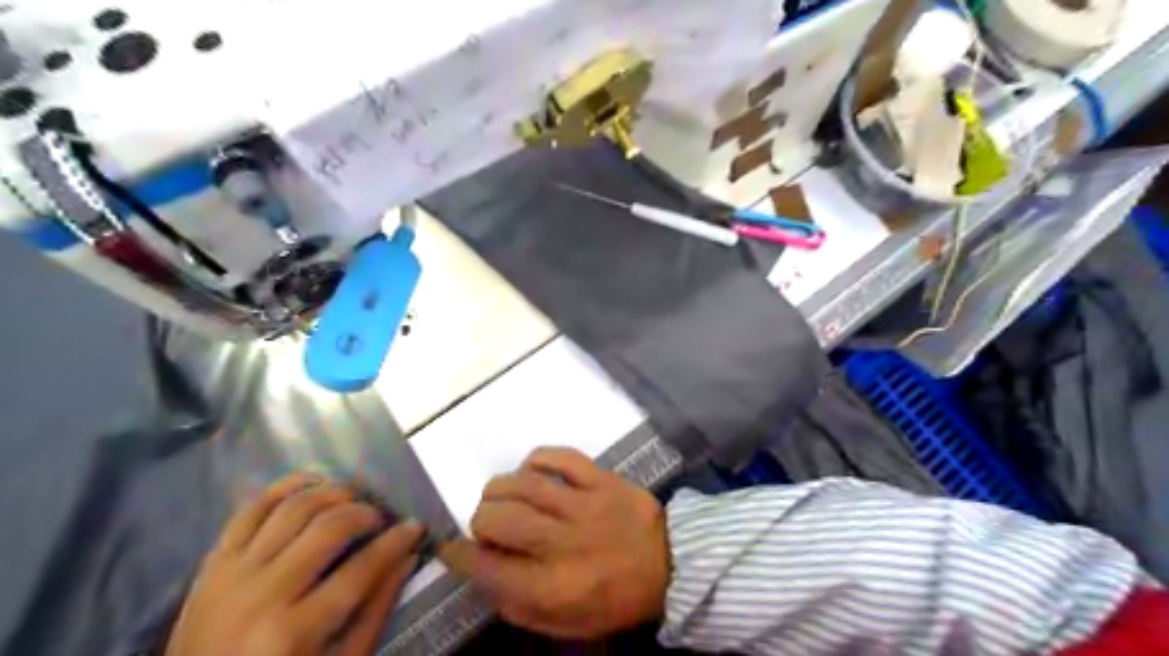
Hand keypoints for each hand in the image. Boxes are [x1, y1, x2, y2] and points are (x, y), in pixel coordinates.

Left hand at [162, 475, 423, 655]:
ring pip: (294, 508)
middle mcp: (263, 593)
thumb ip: (375, 611)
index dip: (396, 541)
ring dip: (332, 493)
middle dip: (366, 514)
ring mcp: (233, 574)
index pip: (362, 568)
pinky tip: (313, 482)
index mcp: (296, 631)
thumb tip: (407, 558)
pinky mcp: (213, 563)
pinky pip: (250, 509)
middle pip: (329, 527)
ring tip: (353, 500)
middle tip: (382, 518)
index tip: (415, 527)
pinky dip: (284, 487)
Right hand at [438, 449, 670, 638]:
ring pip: (525, 485)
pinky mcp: (603, 480)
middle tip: (485, 523)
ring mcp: (585, 506)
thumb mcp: (566, 625)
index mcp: (553, 587)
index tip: (451, 549)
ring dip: (500, 487)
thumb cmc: (615, 599)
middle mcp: (564, 543)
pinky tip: (531, 469)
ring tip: (498, 494)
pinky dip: (538, 458)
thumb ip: (519, 606)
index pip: (488, 568)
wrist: (672, 565)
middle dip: (479, 520)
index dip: (459, 557)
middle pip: (500, 519)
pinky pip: (562, 458)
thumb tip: (482, 574)